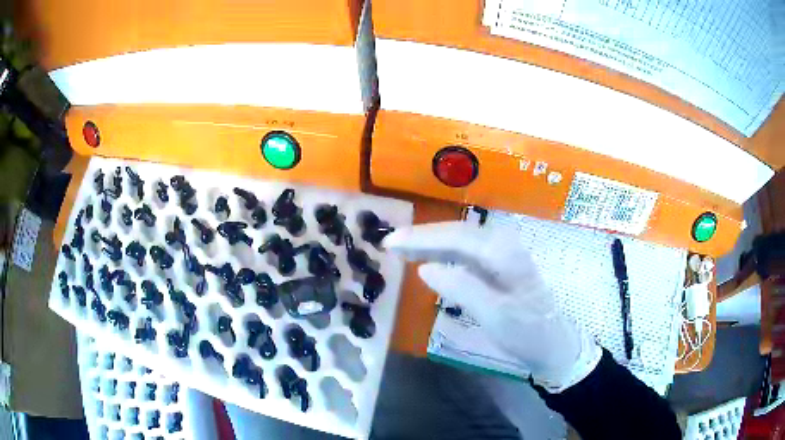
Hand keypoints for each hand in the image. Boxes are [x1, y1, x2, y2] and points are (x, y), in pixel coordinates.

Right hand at [384, 221, 600, 391]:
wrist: (552, 342)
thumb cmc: (526, 333)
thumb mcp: (495, 316)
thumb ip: (462, 289)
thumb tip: (426, 268)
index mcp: (504, 254)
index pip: (456, 237)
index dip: (422, 238)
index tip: (391, 242)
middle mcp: (503, 245)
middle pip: (457, 232)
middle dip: (422, 237)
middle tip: (389, 244)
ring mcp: (502, 254)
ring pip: (460, 239)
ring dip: (430, 242)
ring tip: (401, 250)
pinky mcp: (499, 265)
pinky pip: (466, 252)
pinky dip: (443, 252)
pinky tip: (429, 259)